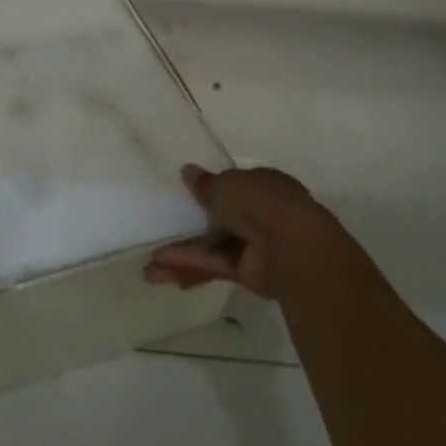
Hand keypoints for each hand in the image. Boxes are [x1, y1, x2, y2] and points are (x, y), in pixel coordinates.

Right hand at [145, 164, 346, 298]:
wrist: (293, 248)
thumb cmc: (259, 202)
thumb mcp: (224, 184)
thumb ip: (205, 183)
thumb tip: (188, 172)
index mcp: (263, 184)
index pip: (234, 186)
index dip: (208, 191)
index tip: (184, 196)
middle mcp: (262, 213)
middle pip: (220, 220)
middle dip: (189, 229)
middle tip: (159, 235)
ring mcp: (257, 245)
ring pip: (214, 247)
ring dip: (185, 255)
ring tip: (152, 270)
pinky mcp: (251, 273)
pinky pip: (217, 265)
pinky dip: (194, 266)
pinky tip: (166, 272)